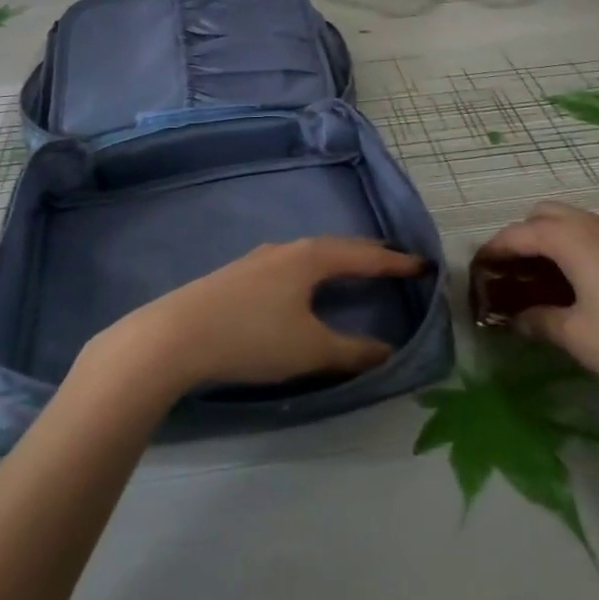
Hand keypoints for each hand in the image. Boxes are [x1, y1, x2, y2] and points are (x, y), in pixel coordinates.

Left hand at [91, 238, 424, 393]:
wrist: (175, 335)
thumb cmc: (252, 337)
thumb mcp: (309, 349)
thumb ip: (352, 352)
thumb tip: (388, 351)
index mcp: (311, 257)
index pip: (364, 255)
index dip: (395, 262)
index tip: (423, 265)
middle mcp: (287, 249)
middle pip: (337, 247)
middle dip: (368, 256)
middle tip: (393, 264)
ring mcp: (259, 259)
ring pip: (310, 255)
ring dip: (337, 262)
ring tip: (353, 273)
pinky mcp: (238, 275)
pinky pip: (290, 266)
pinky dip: (312, 272)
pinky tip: (303, 289)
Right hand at [475, 200, 598, 414]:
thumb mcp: (577, 336)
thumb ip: (539, 321)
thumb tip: (516, 318)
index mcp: (571, 238)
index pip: (519, 233)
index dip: (494, 249)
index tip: (477, 269)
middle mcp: (594, 225)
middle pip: (544, 214)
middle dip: (522, 236)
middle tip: (512, 273)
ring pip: (572, 220)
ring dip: (550, 238)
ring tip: (543, 278)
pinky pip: (595, 233)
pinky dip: (575, 246)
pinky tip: (581, 283)